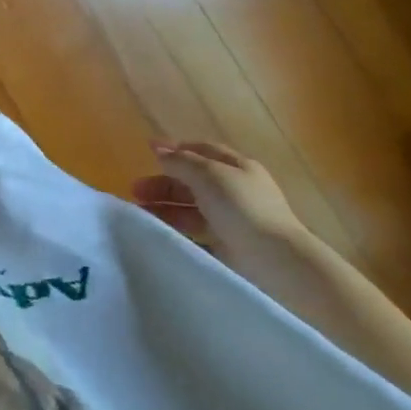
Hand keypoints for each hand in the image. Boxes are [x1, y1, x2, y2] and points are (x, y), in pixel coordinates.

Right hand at [135, 139, 312, 273]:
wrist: (275, 261)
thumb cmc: (243, 208)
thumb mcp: (209, 175)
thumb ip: (180, 161)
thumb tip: (157, 148)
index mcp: (237, 167)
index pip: (203, 150)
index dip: (176, 149)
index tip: (147, 152)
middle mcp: (235, 190)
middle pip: (193, 180)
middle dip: (164, 182)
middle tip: (135, 190)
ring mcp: (233, 218)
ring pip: (192, 207)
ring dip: (166, 207)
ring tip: (141, 213)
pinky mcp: (228, 244)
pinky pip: (196, 231)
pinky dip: (177, 229)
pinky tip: (159, 232)